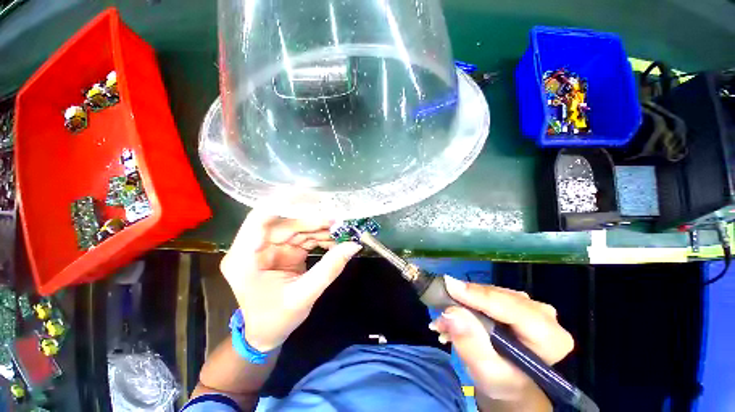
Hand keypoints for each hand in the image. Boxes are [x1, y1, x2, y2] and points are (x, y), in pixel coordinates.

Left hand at [220, 209, 361, 351]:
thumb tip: (353, 245)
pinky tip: (334, 240)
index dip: (283, 203)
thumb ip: (329, 269)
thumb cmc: (277, 319)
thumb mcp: (304, 296)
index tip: (310, 197)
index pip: (259, 219)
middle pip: (284, 222)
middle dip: (312, 220)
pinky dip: (319, 236)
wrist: (267, 332)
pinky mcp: (283, 249)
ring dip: (319, 228)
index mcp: (245, 258)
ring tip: (341, 231)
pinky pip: (303, 236)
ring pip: (296, 227)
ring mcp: (269, 247)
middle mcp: (254, 247)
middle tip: (338, 220)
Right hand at [431, 277, 573, 402]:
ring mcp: (529, 305)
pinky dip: (468, 300)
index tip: (450, 287)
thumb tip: (452, 312)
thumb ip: (472, 344)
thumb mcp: (486, 372)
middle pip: (499, 297)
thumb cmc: (503, 383)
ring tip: (444, 316)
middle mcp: (544, 315)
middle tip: (441, 306)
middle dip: (467, 300)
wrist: (510, 384)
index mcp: (549, 337)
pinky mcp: (515, 301)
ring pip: (490, 292)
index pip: (513, 309)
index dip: (479, 297)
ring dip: (464, 301)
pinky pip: (487, 294)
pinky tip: (454, 311)